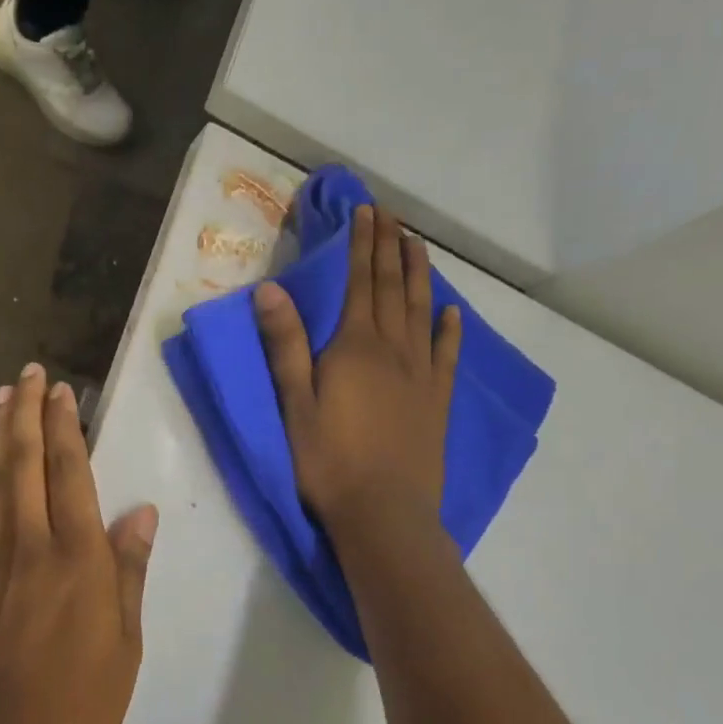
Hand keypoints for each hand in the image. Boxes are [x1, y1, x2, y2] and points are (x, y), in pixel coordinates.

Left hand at [0, 363, 158, 723]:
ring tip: (1, 398)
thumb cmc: (75, 706)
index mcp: (77, 559)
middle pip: (26, 463)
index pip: (71, 475)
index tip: (62, 391)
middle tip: (28, 374)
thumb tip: (139, 515)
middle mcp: (31, 545)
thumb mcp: (124, 648)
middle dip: (28, 414)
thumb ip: (128, 575)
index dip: (66, 429)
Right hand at [254, 204, 461, 534]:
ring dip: (419, 274)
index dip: (361, 245)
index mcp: (354, 347)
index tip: (365, 212)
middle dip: (389, 247)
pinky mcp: (437, 400)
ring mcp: (420, 374)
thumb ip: (285, 345)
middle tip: (390, 215)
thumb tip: (270, 289)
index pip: (358, 283)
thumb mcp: (295, 403)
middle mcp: (392, 349)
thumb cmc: (328, 460)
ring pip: (421, 311)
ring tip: (417, 244)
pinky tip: (451, 312)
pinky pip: (446, 354)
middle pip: (391, 288)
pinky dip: (449, 328)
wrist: (384, 512)